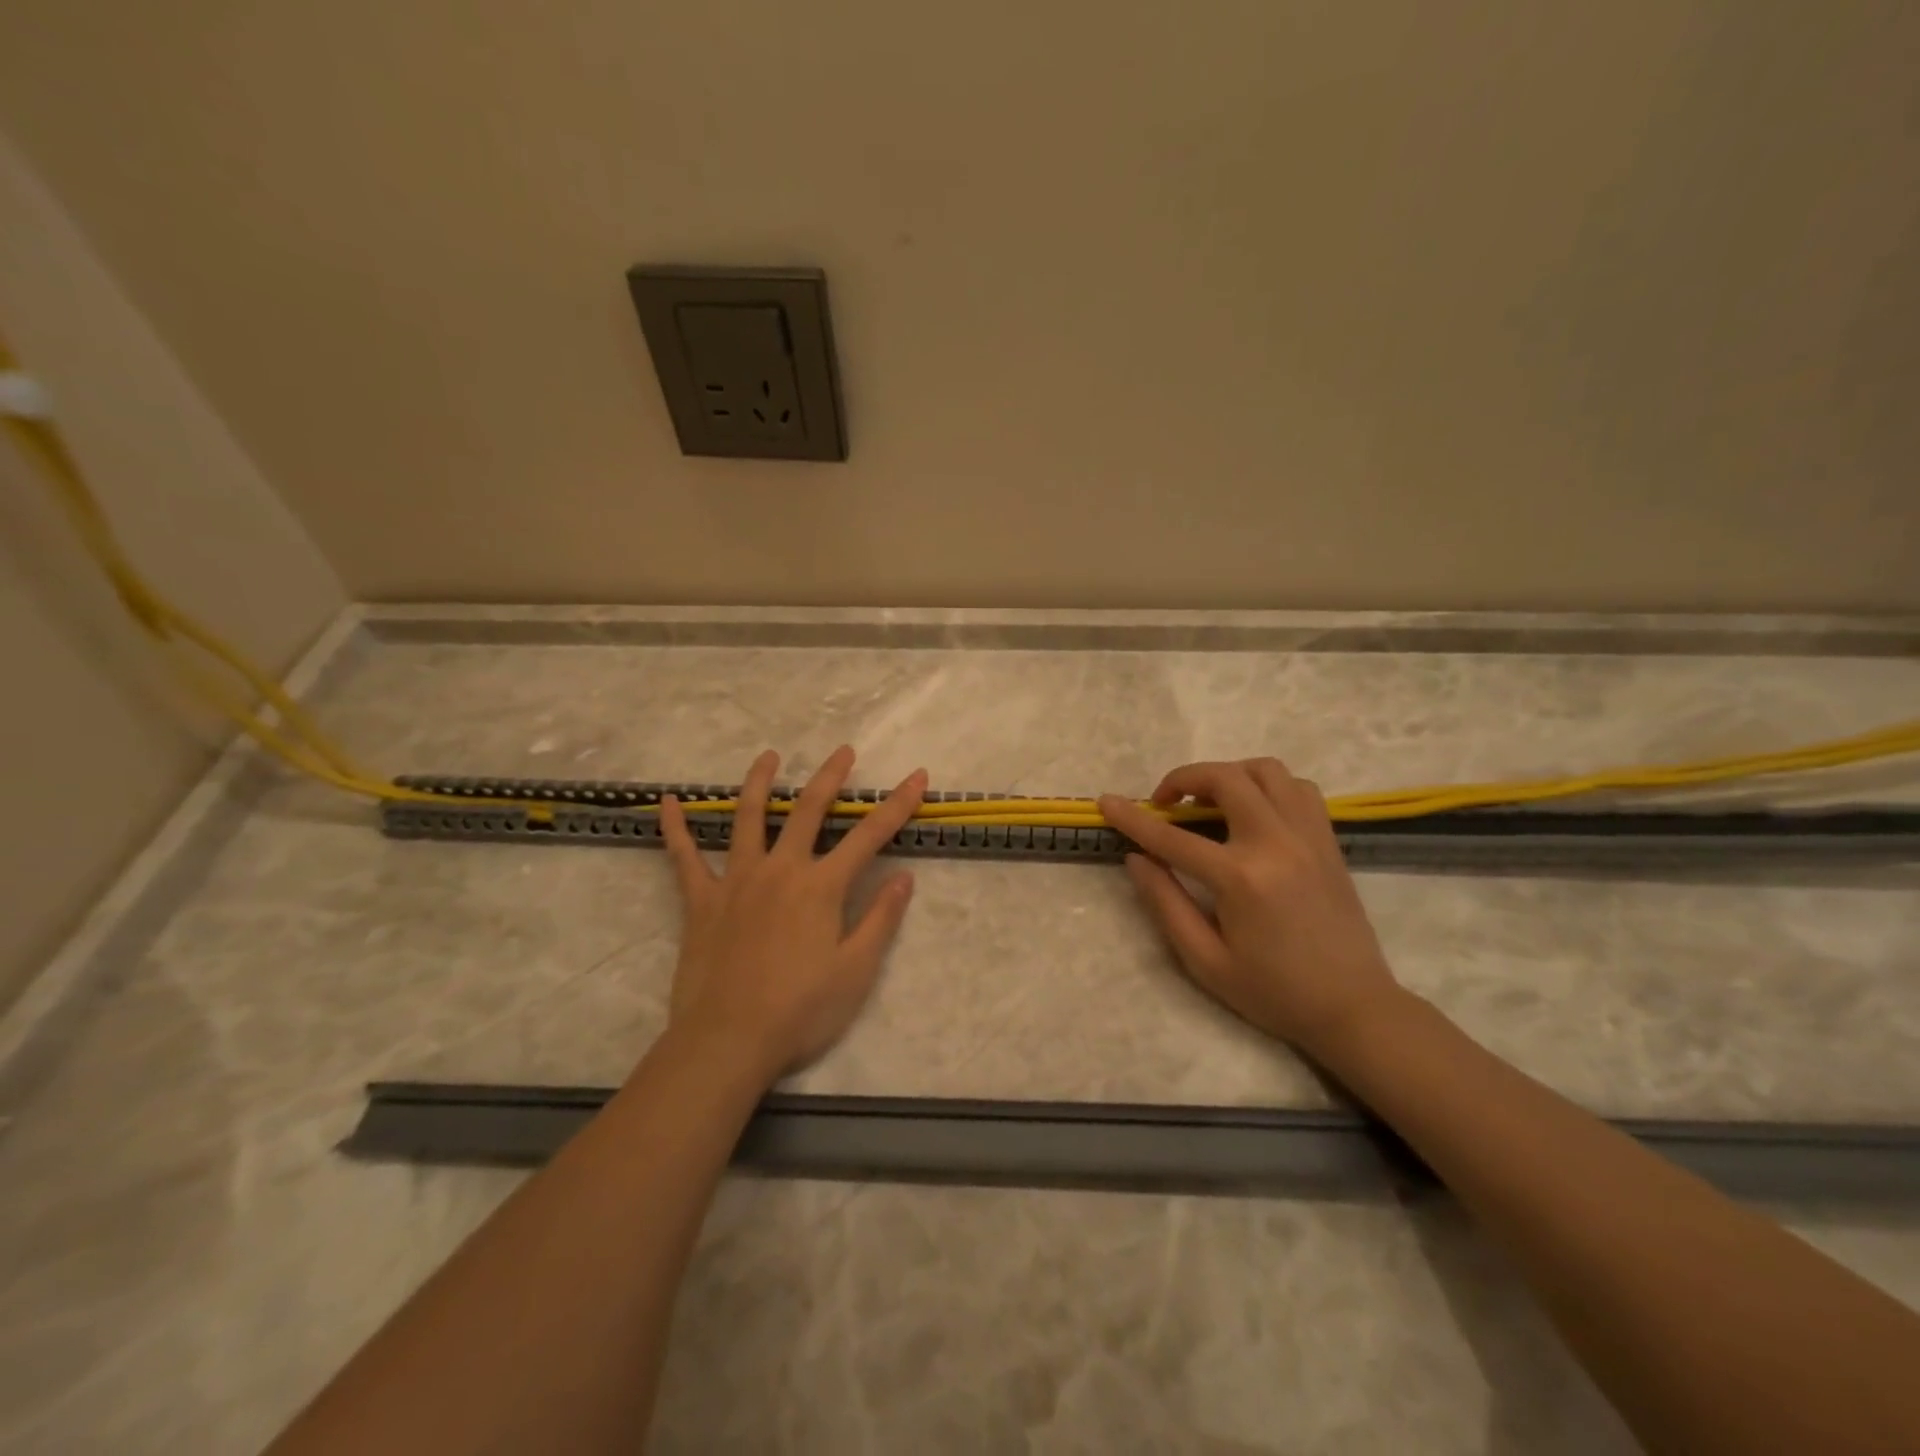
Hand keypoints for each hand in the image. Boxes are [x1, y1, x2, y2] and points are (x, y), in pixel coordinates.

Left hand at [659, 746, 926, 1082]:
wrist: (728, 1041)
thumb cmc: (800, 1011)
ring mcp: (737, 881)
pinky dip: (675, 828)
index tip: (917, 777)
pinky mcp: (701, 901)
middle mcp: (781, 870)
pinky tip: (668, 802)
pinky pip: (684, 857)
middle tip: (843, 751)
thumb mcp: (856, 971)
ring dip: (760, 783)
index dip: (898, 804)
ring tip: (769, 756)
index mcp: (822, 887)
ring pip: (748, 818)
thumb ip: (880, 920)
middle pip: (809, 810)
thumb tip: (904, 877)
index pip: (870, 835)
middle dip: (830, 777)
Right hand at [1098, 758, 1406, 1058]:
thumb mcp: (1205, 960)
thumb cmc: (1273, 992)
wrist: (1354, 1007)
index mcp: (1241, 878)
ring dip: (1229, 775)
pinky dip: (1268, 786)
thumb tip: (1136, 858)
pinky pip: (1297, 788)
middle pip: (1225, 779)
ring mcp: (1309, 836)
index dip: (1133, 817)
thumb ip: (1166, 903)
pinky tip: (1253, 812)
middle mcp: (1276, 843)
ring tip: (1210, 803)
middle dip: (1184, 779)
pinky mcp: (1328, 840)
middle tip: (1166, 804)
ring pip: (1266, 771)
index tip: (1105, 801)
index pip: (1172, 837)